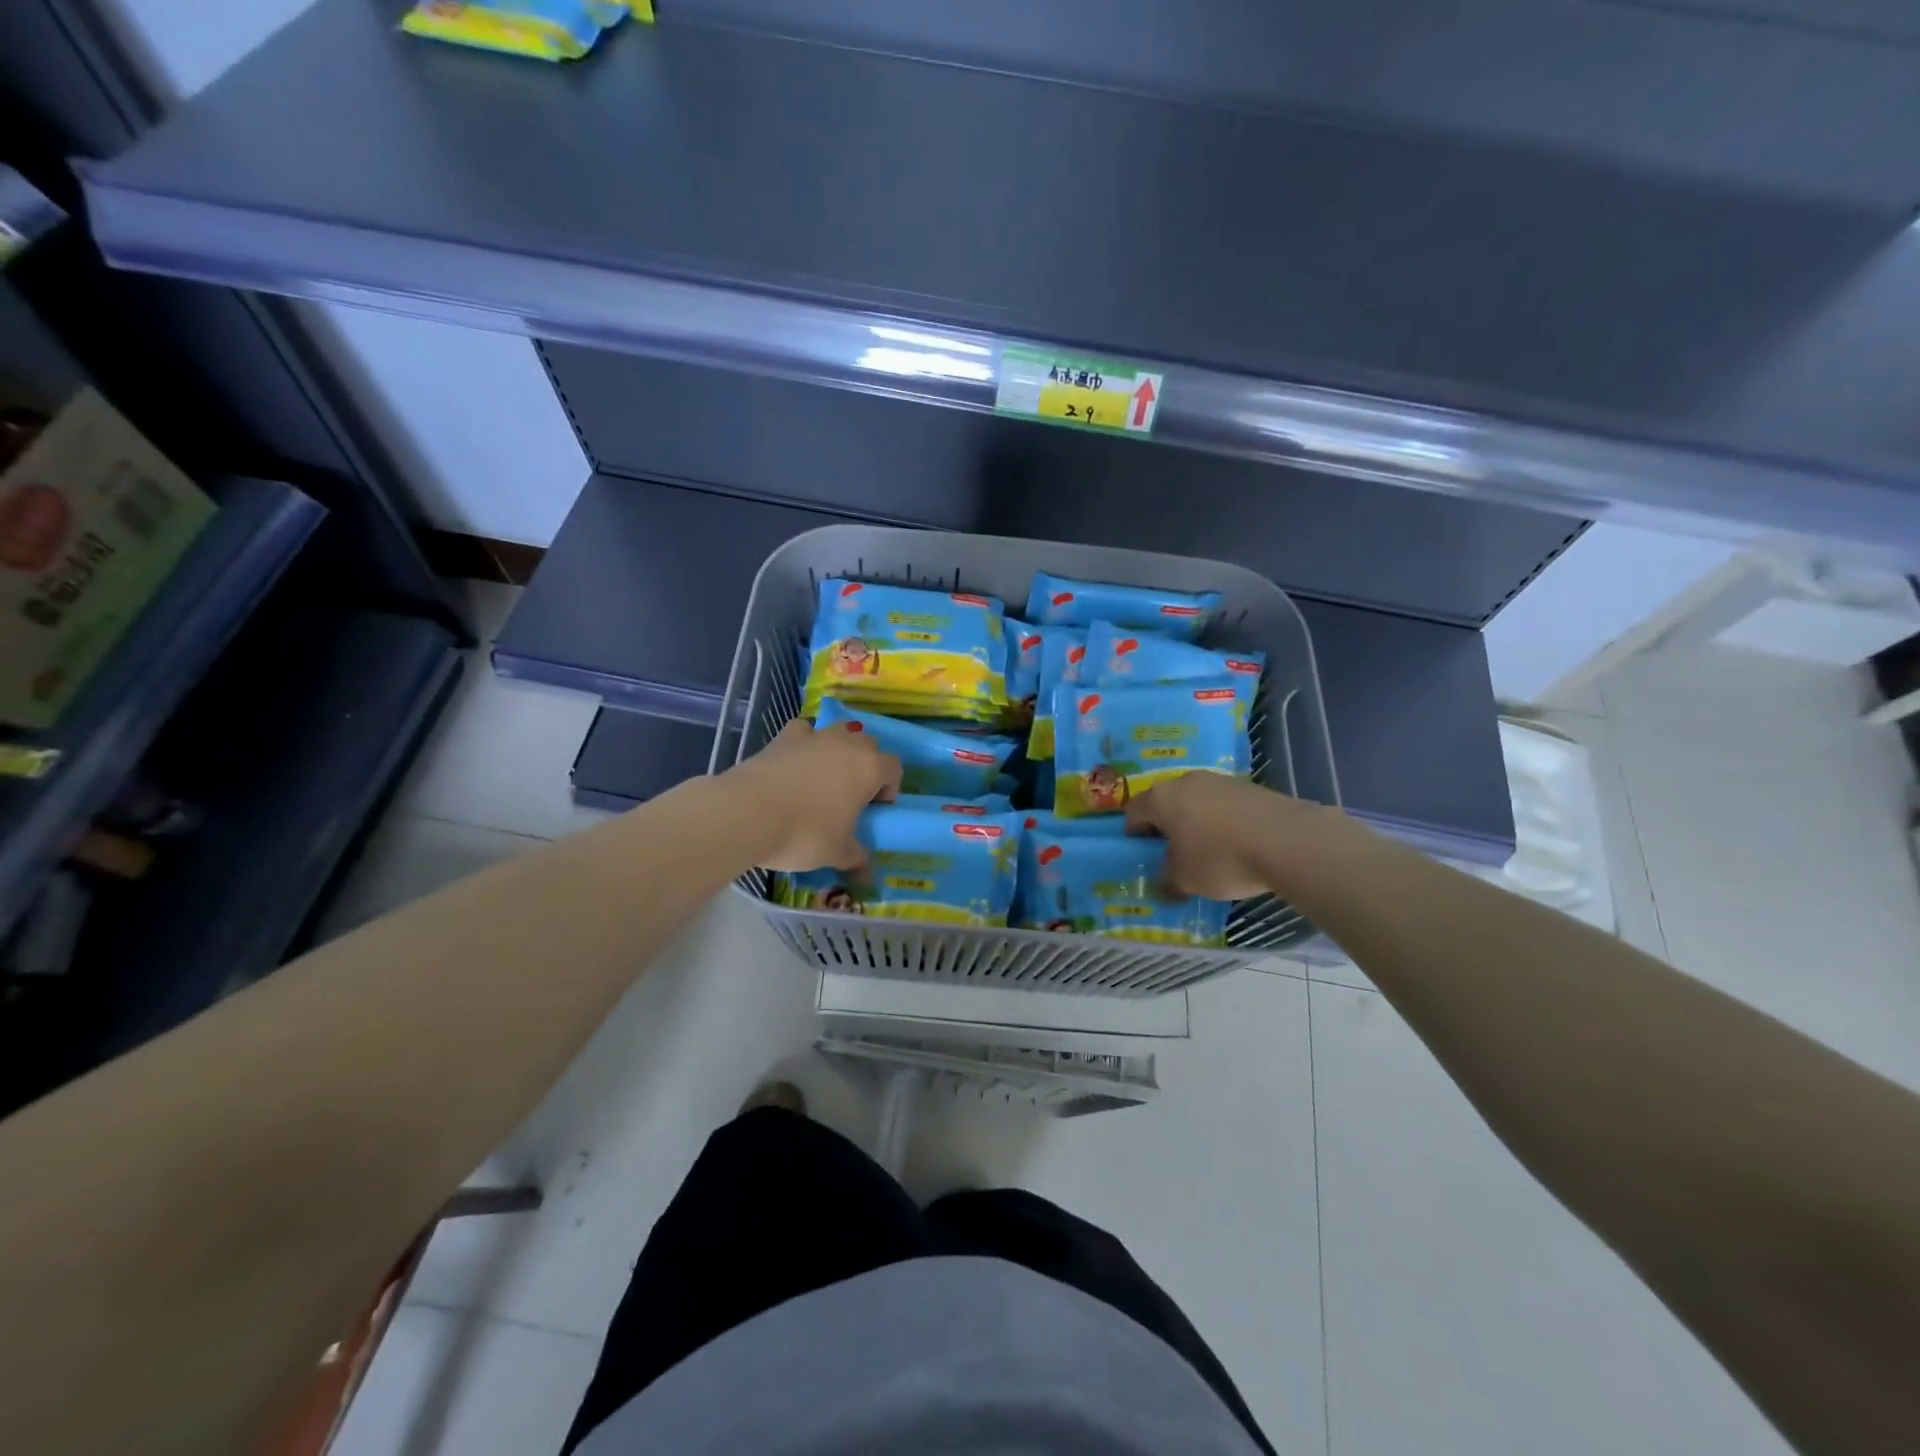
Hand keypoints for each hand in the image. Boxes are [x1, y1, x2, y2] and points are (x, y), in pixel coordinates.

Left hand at [722, 719, 901, 870]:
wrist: (748, 813)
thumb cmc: (805, 833)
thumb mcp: (836, 853)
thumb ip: (856, 858)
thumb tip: (867, 875)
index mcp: (870, 768)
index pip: (894, 768)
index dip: (889, 788)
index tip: (873, 809)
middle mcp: (847, 744)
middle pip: (868, 745)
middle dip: (865, 765)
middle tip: (850, 795)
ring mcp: (814, 736)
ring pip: (837, 733)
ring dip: (837, 750)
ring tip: (823, 778)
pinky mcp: (783, 737)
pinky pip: (803, 733)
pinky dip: (804, 744)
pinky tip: (794, 764)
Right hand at [1126, 772, 1322, 899]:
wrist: (1287, 840)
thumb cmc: (1221, 859)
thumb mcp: (1186, 881)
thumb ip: (1168, 883)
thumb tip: (1163, 888)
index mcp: (1160, 799)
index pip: (1133, 811)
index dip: (1134, 834)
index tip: (1143, 855)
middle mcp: (1185, 781)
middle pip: (1165, 802)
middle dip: (1166, 827)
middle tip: (1174, 855)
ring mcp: (1219, 780)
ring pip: (1196, 801)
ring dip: (1195, 822)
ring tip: (1209, 851)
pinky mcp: (1248, 786)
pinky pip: (1223, 804)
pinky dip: (1222, 821)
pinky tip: (1236, 844)